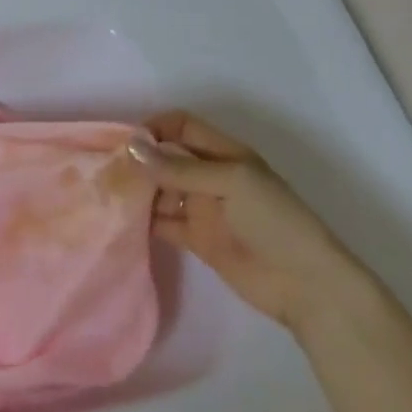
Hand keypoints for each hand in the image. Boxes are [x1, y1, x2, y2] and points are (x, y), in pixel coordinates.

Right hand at [129, 110, 375, 333]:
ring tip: (107, 196)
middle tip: (106, 170)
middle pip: (166, 157)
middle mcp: (210, 176)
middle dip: (139, 159)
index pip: (182, 127)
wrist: (305, 284)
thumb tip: (131, 148)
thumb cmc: (273, 221)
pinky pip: (162, 222)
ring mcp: (202, 208)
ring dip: (137, 190)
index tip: (126, 143)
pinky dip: (142, 220)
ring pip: (160, 190)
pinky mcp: (195, 238)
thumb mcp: (230, 183)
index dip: (155, 128)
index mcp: (225, 154)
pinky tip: (120, 220)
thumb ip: (179, 168)